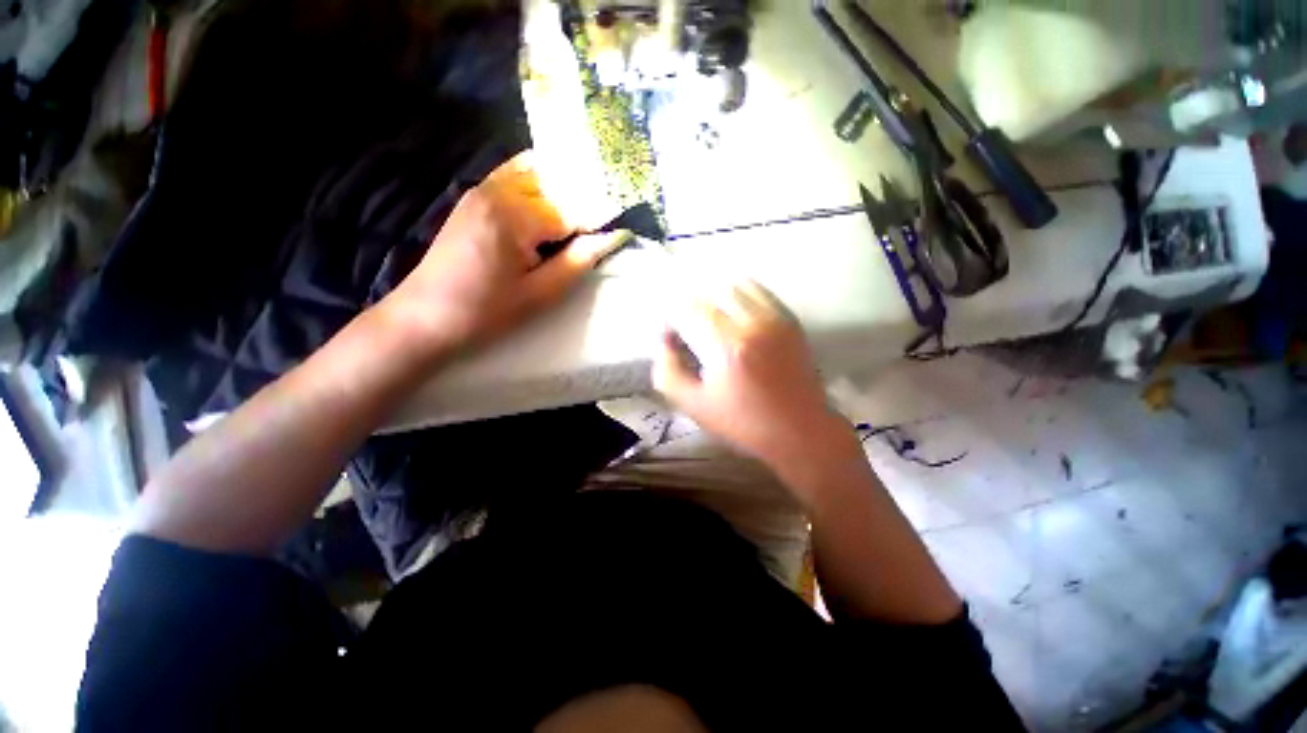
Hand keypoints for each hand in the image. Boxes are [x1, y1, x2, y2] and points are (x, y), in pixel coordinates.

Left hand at [382, 150, 626, 356]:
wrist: (426, 316)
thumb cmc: (486, 312)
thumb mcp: (540, 294)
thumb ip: (578, 261)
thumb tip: (615, 236)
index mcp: (514, 216)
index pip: (573, 209)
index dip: (597, 223)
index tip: (617, 235)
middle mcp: (498, 190)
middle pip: (557, 184)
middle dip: (584, 201)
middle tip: (601, 225)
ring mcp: (483, 189)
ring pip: (538, 174)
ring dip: (564, 190)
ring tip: (581, 215)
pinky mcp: (475, 196)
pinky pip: (515, 175)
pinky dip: (539, 182)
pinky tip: (552, 200)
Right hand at [653, 281, 860, 489]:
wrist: (799, 430)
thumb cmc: (743, 422)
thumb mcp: (694, 406)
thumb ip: (668, 372)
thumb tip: (665, 342)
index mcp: (727, 347)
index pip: (689, 310)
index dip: (673, 317)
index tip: (672, 334)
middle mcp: (752, 324)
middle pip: (711, 293)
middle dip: (692, 307)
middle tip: (690, 327)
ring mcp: (775, 319)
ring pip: (736, 285)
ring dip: (717, 297)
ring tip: (713, 319)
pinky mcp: (790, 320)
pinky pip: (760, 291)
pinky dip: (741, 295)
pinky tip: (735, 314)